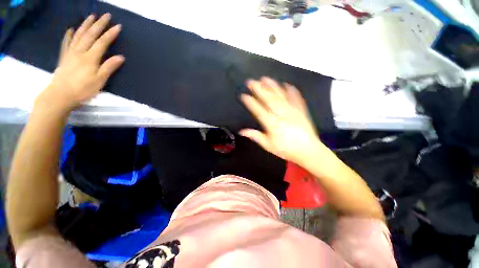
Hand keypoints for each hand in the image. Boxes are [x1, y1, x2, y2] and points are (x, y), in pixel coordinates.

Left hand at [36, 14, 124, 110]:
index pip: (102, 42)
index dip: (110, 34)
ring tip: (91, 17)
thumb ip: (109, 67)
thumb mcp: (100, 80)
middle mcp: (80, 51)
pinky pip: (66, 42)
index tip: (118, 26)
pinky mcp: (64, 57)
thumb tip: (120, 57)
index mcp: (90, 58)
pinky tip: (71, 29)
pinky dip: (69, 34)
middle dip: (99, 24)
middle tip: (105, 15)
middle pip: (90, 35)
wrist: (60, 95)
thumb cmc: (83, 89)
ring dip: (85, 25)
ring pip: (78, 35)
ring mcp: (70, 53)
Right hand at [240, 77, 325, 163]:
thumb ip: (255, 136)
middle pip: (269, 99)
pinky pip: (296, 98)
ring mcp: (293, 111)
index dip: (250, 102)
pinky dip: (291, 90)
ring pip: (281, 96)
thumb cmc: (286, 149)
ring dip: (272, 86)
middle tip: (251, 81)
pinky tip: (287, 84)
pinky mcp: (301, 111)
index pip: (259, 111)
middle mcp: (282, 115)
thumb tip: (241, 131)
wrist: (308, 151)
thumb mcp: (268, 146)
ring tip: (265, 78)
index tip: (243, 95)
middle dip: (259, 89)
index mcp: (272, 124)